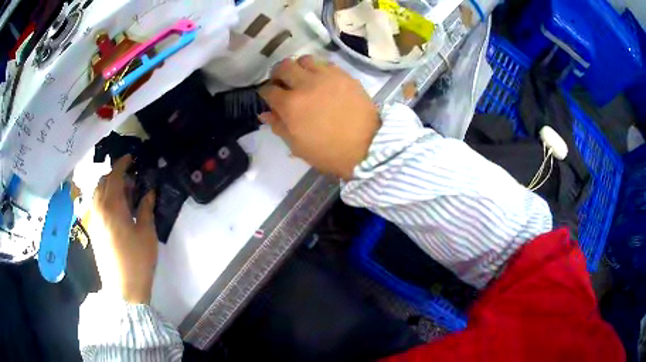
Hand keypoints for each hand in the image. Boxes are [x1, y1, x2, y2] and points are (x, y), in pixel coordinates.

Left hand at [90, 155, 156, 303]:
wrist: (123, 289)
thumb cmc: (138, 260)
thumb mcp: (147, 233)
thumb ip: (146, 208)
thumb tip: (149, 192)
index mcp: (112, 207)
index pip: (114, 176)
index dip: (122, 163)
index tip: (131, 158)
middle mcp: (99, 209)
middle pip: (103, 182)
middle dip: (115, 175)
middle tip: (131, 181)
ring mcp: (94, 220)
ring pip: (97, 194)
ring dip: (109, 188)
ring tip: (124, 196)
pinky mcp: (93, 231)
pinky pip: (96, 206)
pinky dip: (104, 200)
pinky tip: (116, 212)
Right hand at [258, 56, 379, 180]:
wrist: (367, 147)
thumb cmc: (328, 152)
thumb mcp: (297, 146)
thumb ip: (279, 126)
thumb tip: (265, 113)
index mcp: (290, 105)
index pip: (268, 90)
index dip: (266, 94)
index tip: (270, 98)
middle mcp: (305, 84)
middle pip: (283, 66)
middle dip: (278, 74)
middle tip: (283, 83)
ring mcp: (326, 76)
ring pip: (304, 60)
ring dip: (299, 68)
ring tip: (303, 79)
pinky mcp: (344, 75)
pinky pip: (325, 64)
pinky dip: (319, 70)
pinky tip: (323, 81)